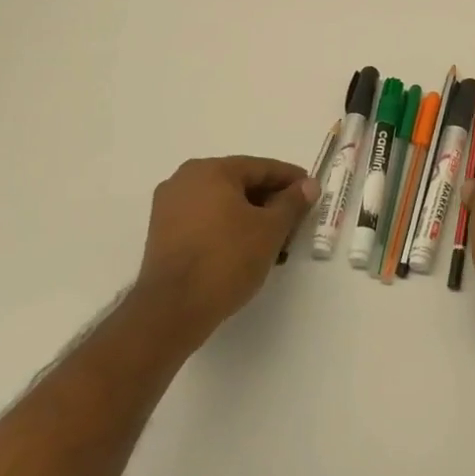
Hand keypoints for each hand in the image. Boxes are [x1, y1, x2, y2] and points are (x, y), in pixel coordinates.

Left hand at [135, 156, 317, 344]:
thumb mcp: (271, 228)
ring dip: (251, 215)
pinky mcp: (162, 232)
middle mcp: (185, 180)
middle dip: (270, 199)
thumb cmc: (228, 258)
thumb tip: (308, 185)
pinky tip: (247, 246)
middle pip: (240, 183)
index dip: (291, 179)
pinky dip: (228, 226)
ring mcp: (169, 206)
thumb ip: (292, 202)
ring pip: (222, 202)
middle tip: (296, 218)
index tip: (311, 192)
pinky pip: (205, 219)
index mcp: (211, 170)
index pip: (261, 168)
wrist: (174, 308)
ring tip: (275, 237)